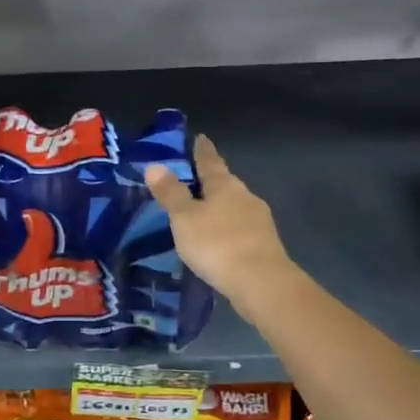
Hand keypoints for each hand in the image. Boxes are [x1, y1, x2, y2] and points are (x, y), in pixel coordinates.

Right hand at [144, 134, 295, 309]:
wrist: (261, 282)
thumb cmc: (217, 244)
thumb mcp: (185, 218)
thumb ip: (171, 193)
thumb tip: (155, 166)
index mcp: (224, 185)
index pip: (210, 161)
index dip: (202, 150)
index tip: (200, 137)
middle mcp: (245, 196)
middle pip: (225, 183)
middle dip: (211, 181)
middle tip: (194, 180)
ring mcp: (259, 220)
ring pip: (235, 206)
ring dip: (220, 207)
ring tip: (202, 213)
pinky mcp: (264, 244)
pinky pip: (240, 229)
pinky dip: (227, 229)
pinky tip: (219, 240)